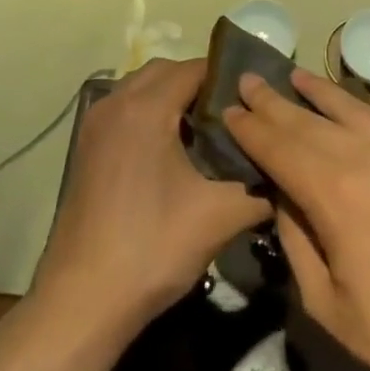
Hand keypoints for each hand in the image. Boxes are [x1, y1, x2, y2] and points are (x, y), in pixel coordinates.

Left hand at [33, 58, 269, 329]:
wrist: (83, 301)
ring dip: (172, 99)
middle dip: (199, 85)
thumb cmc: (152, 248)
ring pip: (141, 89)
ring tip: (206, 134)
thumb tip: (287, 175)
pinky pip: (125, 110)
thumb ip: (259, 188)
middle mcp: (116, 103)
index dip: (227, 79)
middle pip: (165, 71)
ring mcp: (95, 125)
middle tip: (233, 117)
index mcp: (146, 108)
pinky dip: (150, 115)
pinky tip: (173, 154)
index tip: (254, 102)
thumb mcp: (219, 217)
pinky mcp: (86, 148)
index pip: (194, 69)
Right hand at [222, 68, 369, 370]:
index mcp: (336, 195)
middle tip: (248, 80)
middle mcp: (368, 158)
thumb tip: (282, 195)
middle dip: (273, 102)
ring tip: (292, 75)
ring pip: (349, 109)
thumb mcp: (325, 301)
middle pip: (308, 121)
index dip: (250, 128)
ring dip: (316, 92)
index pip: (280, 147)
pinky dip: (359, 109)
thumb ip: (296, 239)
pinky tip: (348, 107)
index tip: (228, 109)